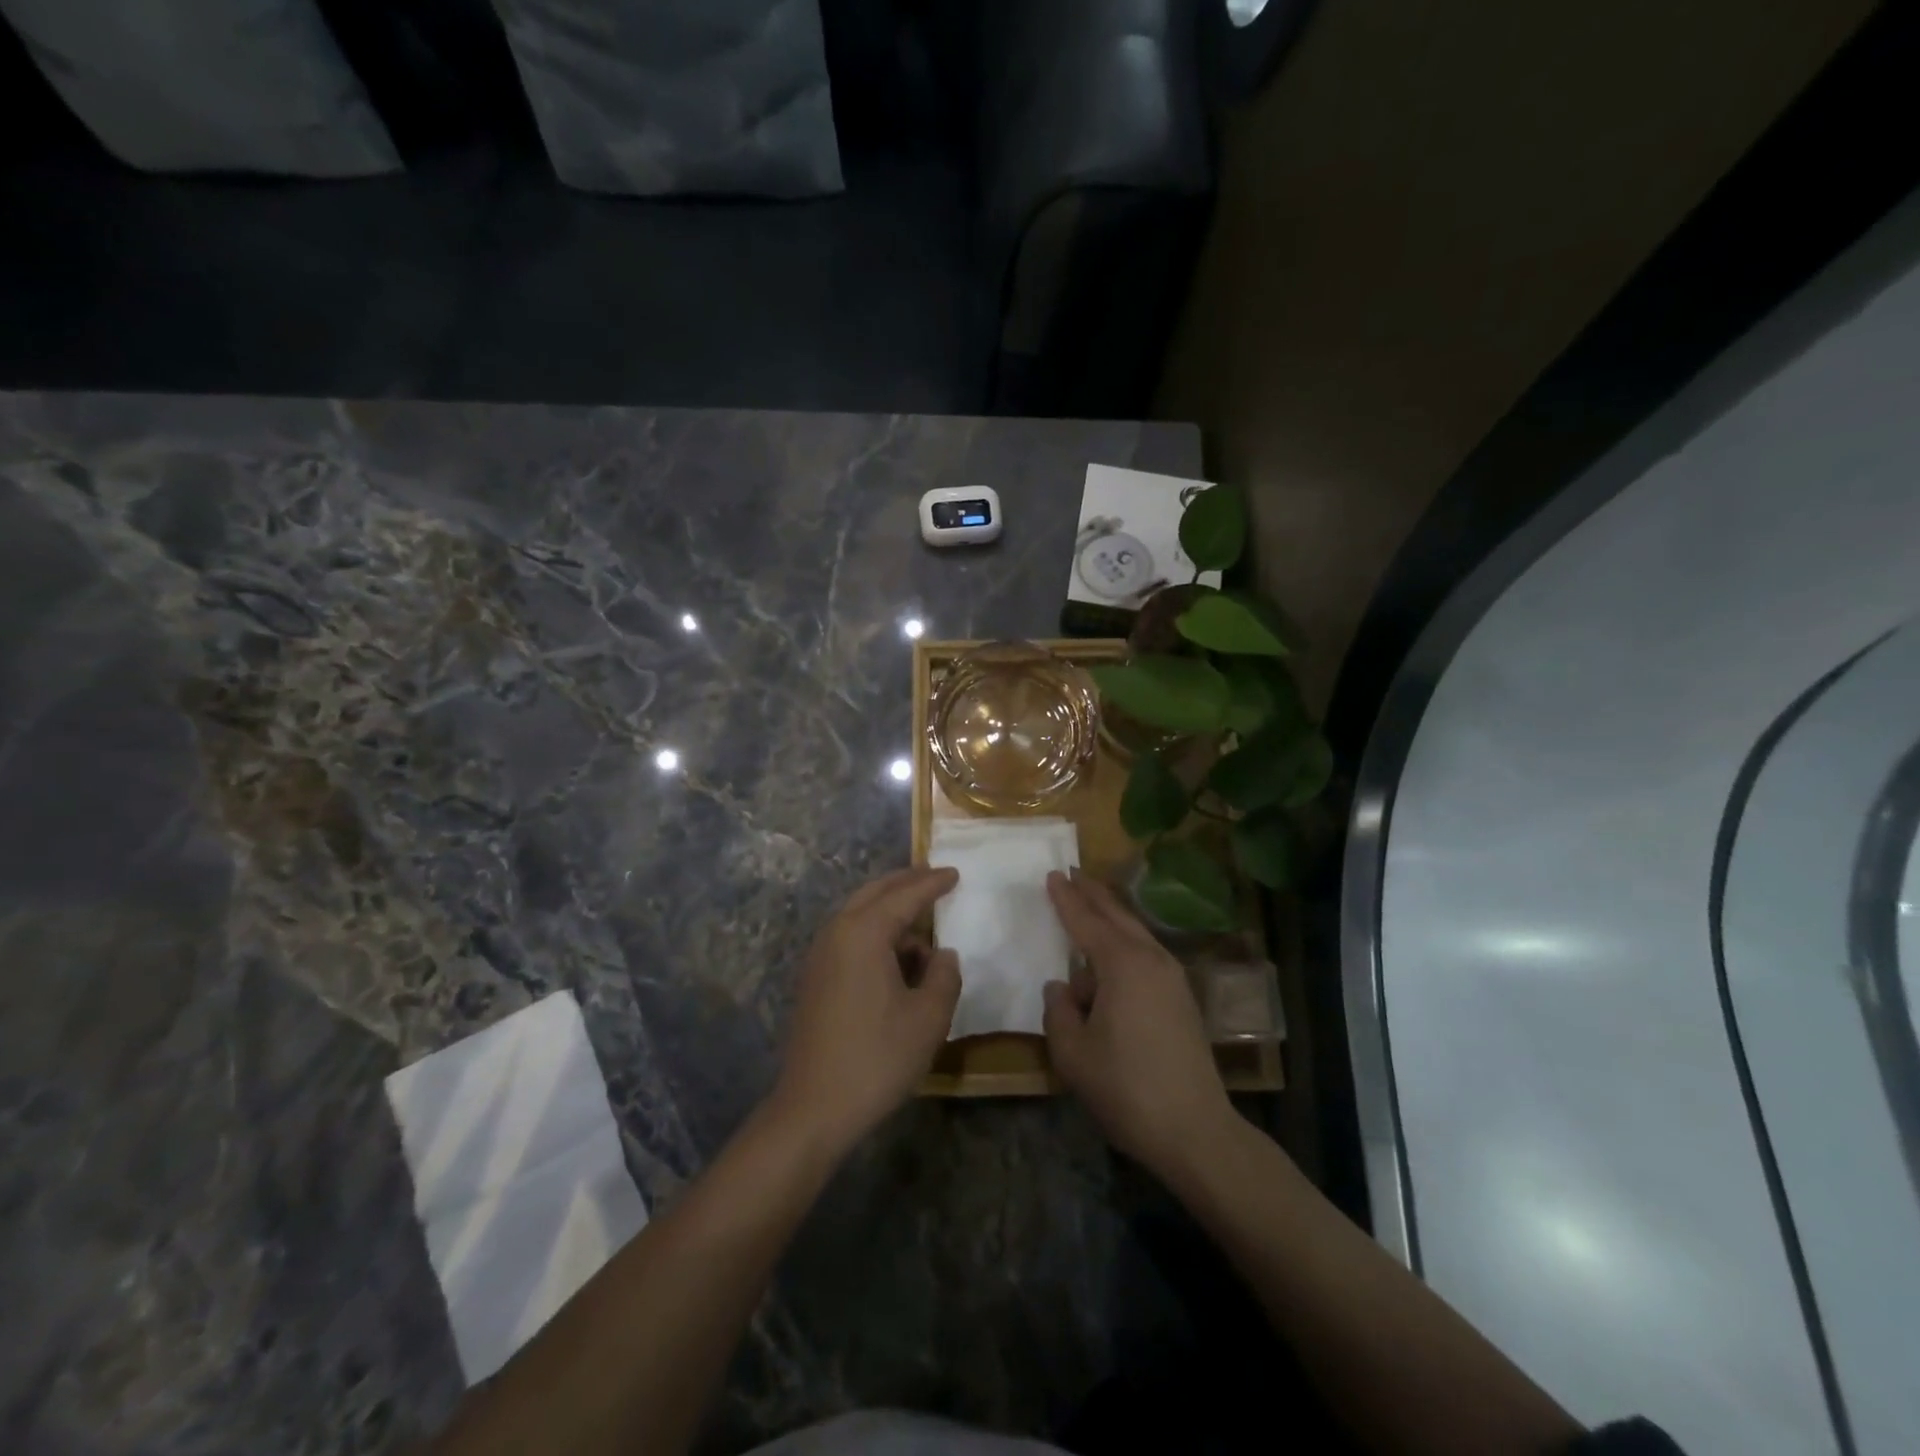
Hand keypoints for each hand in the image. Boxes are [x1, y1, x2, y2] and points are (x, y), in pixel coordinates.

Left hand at [771, 866, 960, 1154]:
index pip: (905, 895)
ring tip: (922, 925)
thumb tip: (943, 955)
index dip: (933, 883)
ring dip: (890, 911)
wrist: (813, 1108)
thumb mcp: (928, 1018)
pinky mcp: (814, 978)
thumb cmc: (877, 1058)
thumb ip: (944, 975)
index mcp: (863, 932)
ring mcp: (820, 955)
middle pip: (875, 892)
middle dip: (906, 883)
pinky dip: (875, 933)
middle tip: (935, 878)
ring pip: (859, 914)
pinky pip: (849, 937)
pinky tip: (897, 958)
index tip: (955, 873)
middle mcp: (836, 932)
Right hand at [1042, 870, 1236, 1178]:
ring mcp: (1172, 978)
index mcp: (1123, 965)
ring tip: (1090, 905)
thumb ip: (1059, 1012)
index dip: (1066, 899)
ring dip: (1111, 916)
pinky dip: (1125, 942)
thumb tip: (1061, 987)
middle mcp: (1151, 960)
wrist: (1194, 1130)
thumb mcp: (1073, 1053)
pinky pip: (1146, 954)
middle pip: (1117, 916)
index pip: (1086, 922)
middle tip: (1073, 873)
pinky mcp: (1181, 999)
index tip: (1052, 875)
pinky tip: (1111, 956)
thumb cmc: (1126, 1088)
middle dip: (1094, 894)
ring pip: (1136, 933)